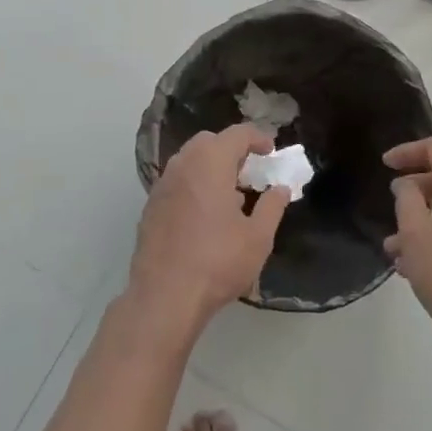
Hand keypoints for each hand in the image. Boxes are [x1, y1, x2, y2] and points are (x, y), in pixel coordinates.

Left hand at [130, 124, 290, 333]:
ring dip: (211, 167)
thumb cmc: (217, 262)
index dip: (258, 138)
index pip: (237, 134)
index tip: (271, 152)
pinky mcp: (151, 206)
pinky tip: (205, 216)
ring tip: (231, 197)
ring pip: (190, 161)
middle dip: (232, 150)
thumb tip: (281, 189)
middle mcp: (183, 164)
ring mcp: (162, 184)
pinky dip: (194, 185)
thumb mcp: (257, 238)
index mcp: (210, 162)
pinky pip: (177, 182)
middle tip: (250, 172)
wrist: (164, 296)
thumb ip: (272, 207)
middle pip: (209, 141)